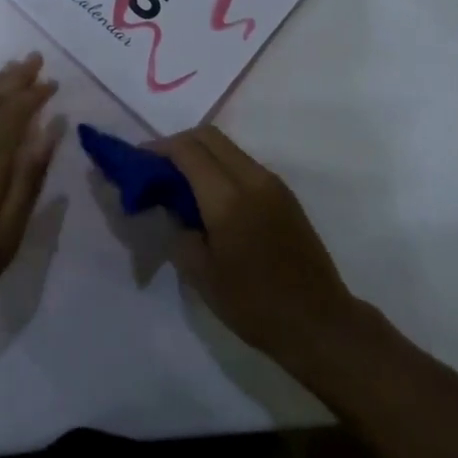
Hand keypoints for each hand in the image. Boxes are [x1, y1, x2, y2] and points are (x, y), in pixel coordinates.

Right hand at [153, 125, 359, 374]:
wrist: (319, 322)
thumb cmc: (254, 305)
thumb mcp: (202, 275)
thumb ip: (179, 231)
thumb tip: (170, 206)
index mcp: (228, 198)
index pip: (187, 150)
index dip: (158, 148)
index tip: (138, 161)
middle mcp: (252, 178)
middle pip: (208, 136)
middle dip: (178, 144)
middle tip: (157, 168)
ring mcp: (272, 183)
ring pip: (228, 147)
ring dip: (201, 153)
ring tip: (181, 182)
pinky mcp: (284, 193)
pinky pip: (243, 163)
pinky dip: (220, 166)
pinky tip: (210, 196)